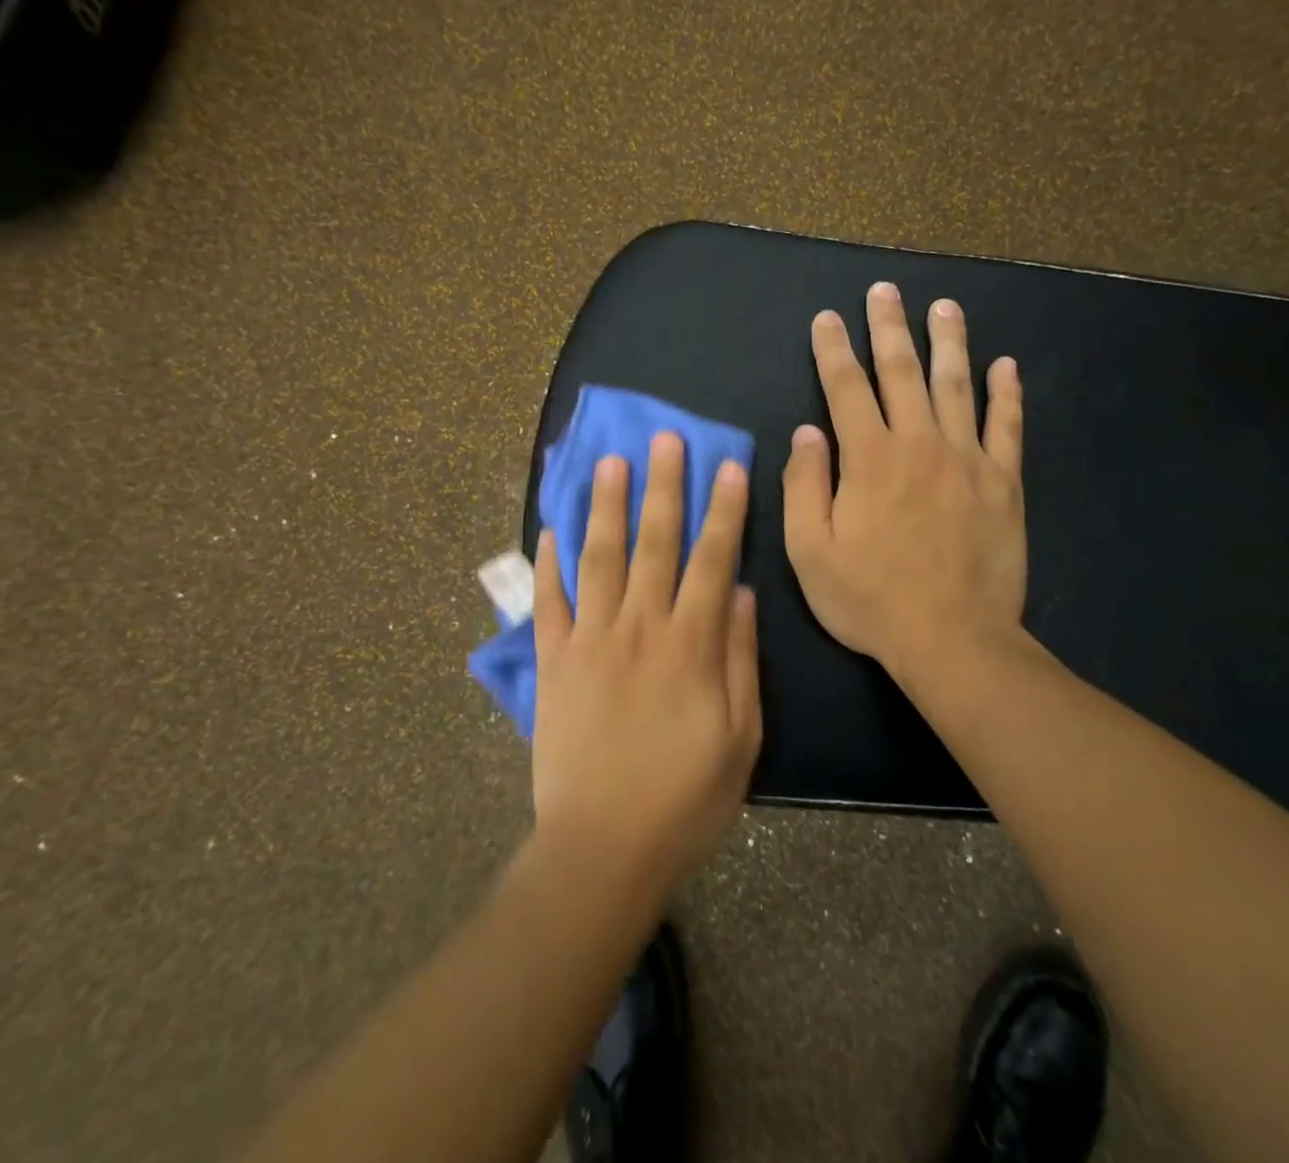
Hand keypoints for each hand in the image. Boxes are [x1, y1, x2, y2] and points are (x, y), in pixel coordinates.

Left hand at [531, 434, 761, 899]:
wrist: (602, 849)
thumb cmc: (685, 799)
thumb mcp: (741, 738)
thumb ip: (740, 659)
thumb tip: (739, 592)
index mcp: (690, 645)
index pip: (711, 560)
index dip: (723, 510)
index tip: (727, 465)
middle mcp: (638, 628)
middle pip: (654, 543)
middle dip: (663, 486)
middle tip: (664, 438)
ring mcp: (589, 641)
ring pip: (599, 558)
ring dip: (605, 506)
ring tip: (609, 461)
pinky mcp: (553, 663)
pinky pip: (548, 603)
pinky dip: (547, 565)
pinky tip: (549, 529)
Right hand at [783, 281, 1027, 688]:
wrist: (952, 639)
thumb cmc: (871, 599)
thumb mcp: (810, 552)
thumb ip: (805, 486)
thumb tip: (806, 434)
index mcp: (869, 458)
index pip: (846, 388)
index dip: (833, 350)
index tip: (827, 318)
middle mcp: (919, 444)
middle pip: (901, 371)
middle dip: (888, 327)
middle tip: (884, 291)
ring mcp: (968, 459)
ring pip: (957, 386)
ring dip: (948, 343)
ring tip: (944, 306)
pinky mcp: (1004, 483)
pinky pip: (1007, 427)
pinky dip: (1007, 394)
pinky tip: (1007, 365)